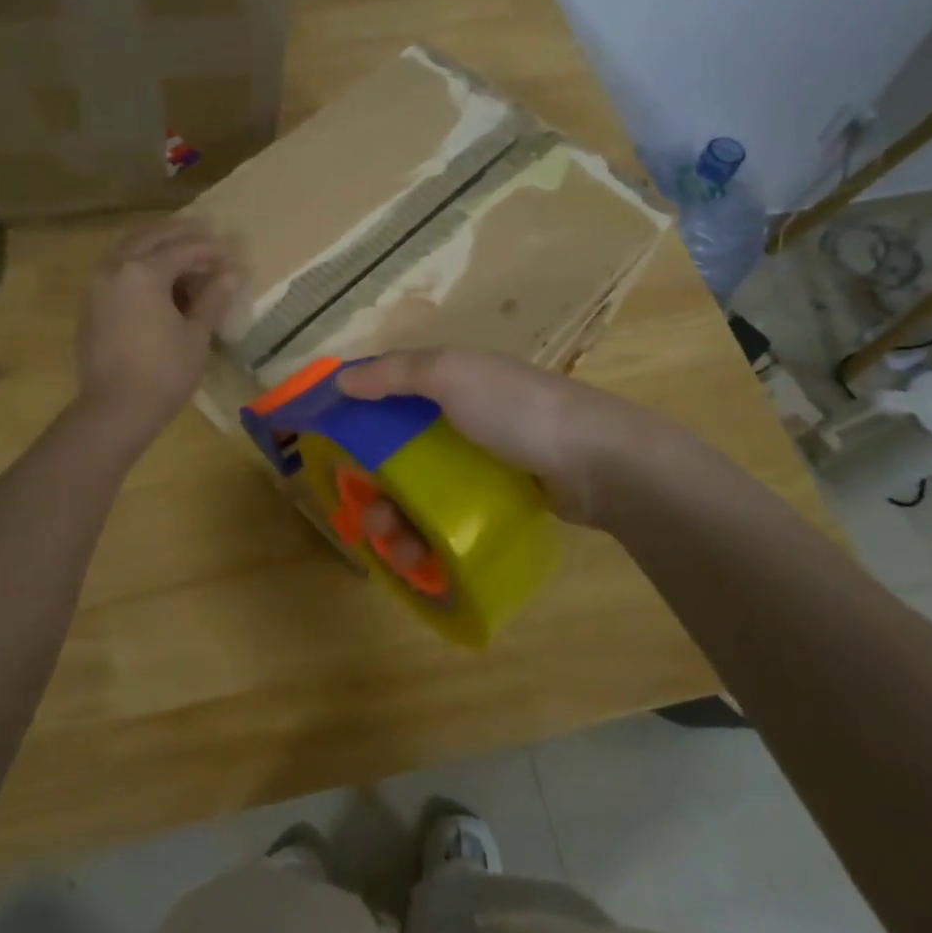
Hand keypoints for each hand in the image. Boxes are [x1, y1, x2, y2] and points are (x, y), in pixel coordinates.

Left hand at [76, 219, 237, 444]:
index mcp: (144, 271)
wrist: (115, 410)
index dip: (212, 251)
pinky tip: (157, 275)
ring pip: (128, 248)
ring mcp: (98, 285)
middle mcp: (116, 268)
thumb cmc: (164, 372)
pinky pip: (117, 268)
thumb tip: (231, 273)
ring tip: (181, 247)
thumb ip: (212, 298)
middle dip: (182, 233)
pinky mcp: (91, 304)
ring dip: (156, 242)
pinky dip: (138, 261)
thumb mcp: (196, 335)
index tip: (233, 255)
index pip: (184, 249)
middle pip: (152, 237)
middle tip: (208, 231)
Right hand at [338, 348, 650, 525]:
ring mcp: (481, 464)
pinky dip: (431, 536)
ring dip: (398, 522)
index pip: (388, 397)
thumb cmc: (517, 410)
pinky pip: (450, 517)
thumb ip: (397, 373)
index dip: (356, 421)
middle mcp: (461, 420)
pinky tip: (422, 559)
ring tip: (396, 548)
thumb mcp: (453, 375)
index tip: (332, 454)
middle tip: (367, 518)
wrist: (599, 461)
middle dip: (375, 489)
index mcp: (449, 385)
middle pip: (399, 456)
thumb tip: (342, 379)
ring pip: (422, 493)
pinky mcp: (499, 499)